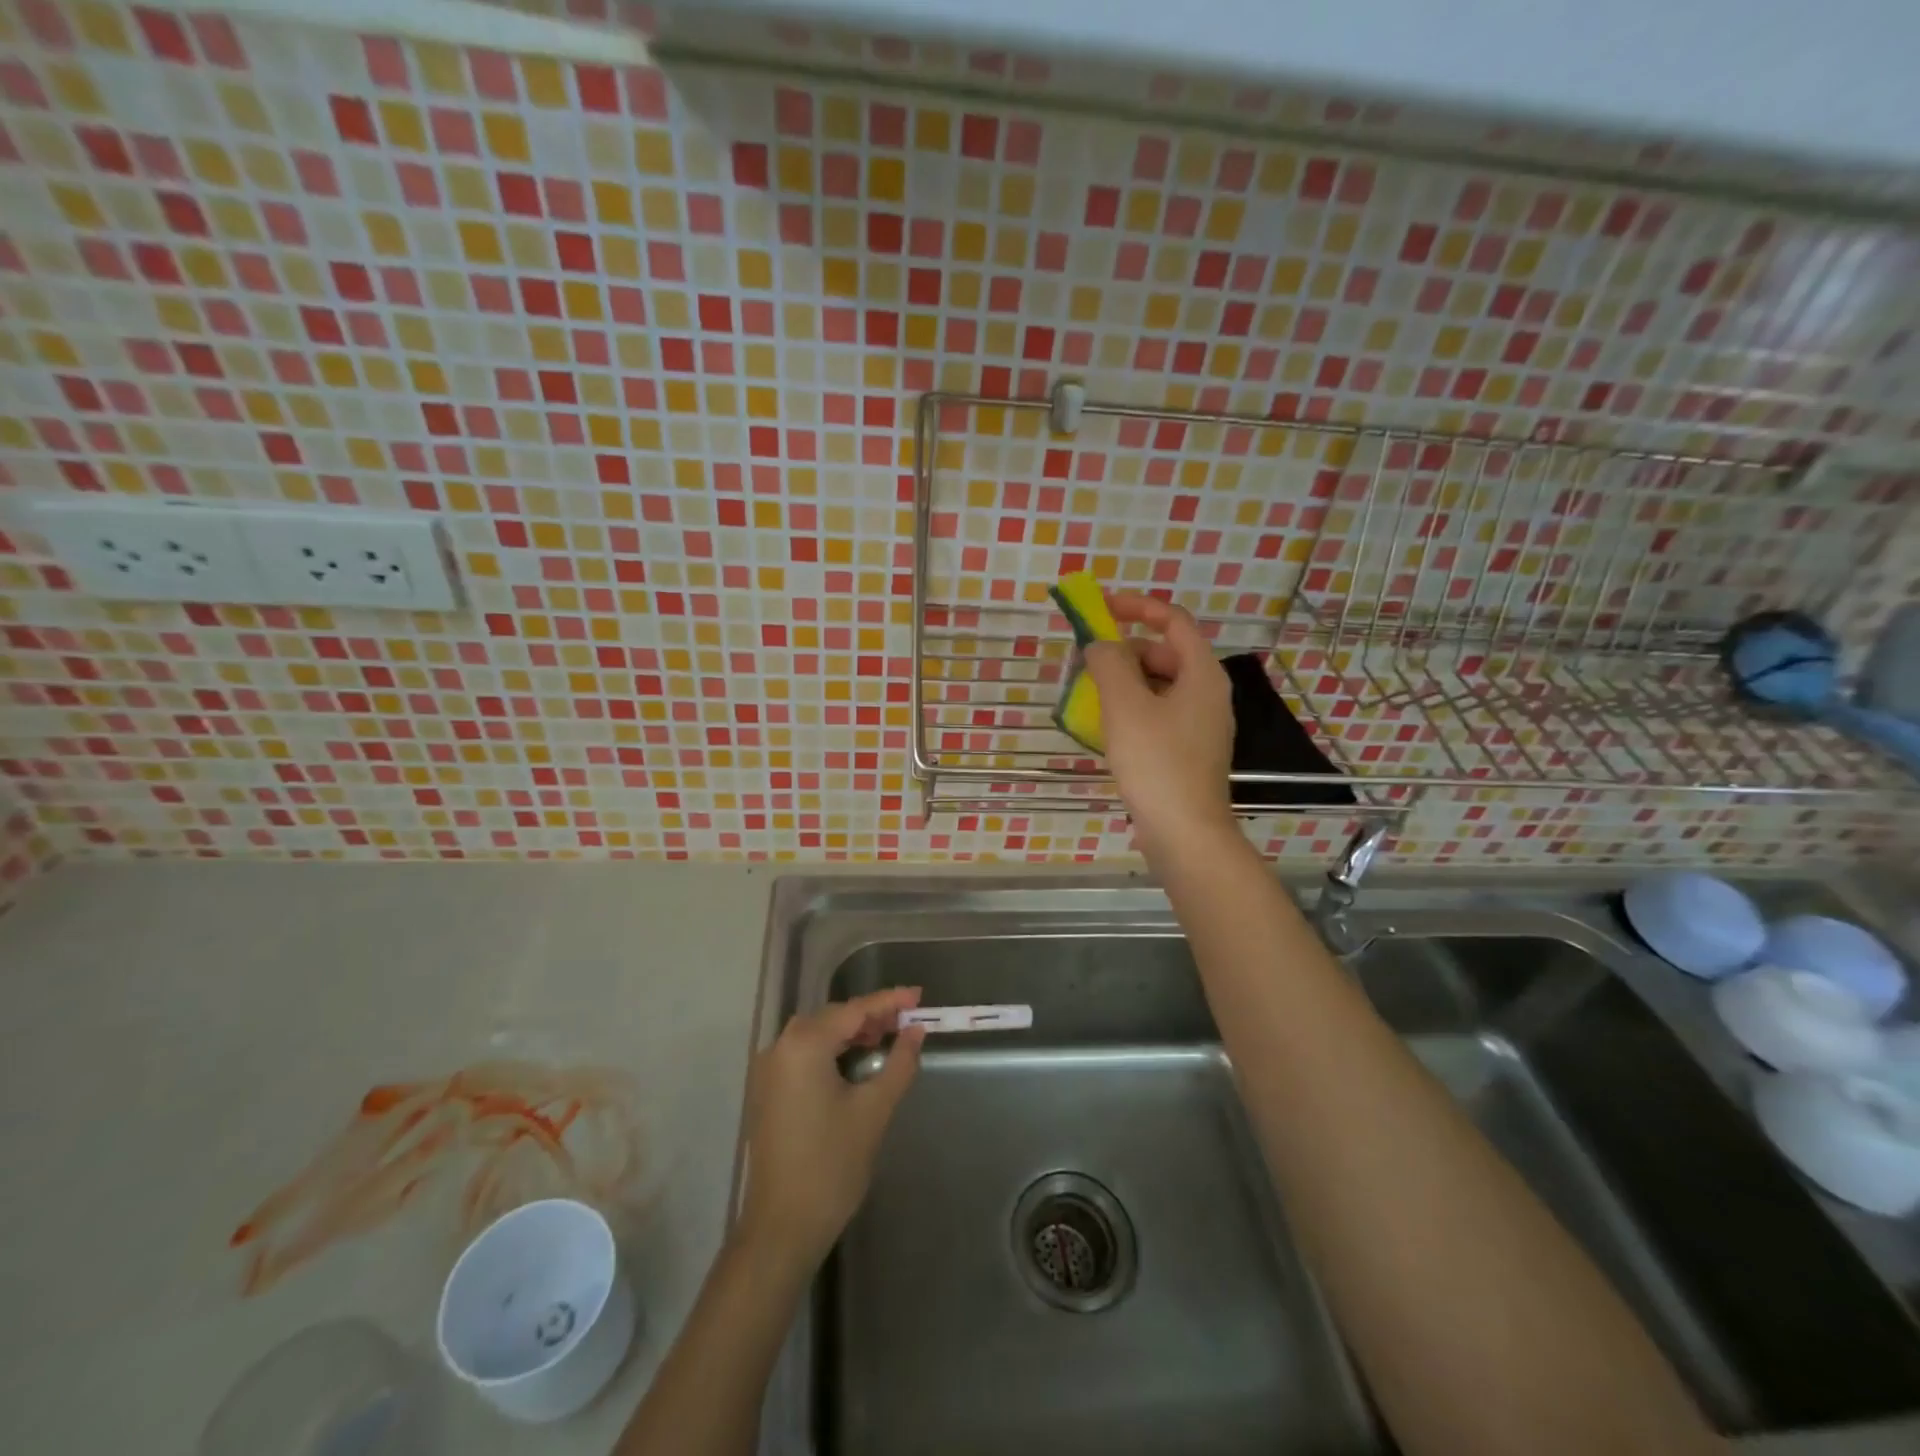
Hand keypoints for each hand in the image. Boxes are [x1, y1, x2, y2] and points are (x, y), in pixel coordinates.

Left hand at [736, 988, 926, 1268]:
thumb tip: (915, 1031)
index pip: (854, 1010)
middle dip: (871, 1015)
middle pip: (833, 1017)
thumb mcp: (874, 1110)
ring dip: (852, 1032)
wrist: (782, 1228)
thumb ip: (899, 1063)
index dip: (889, 1001)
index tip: (919, 994)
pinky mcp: (768, 1091)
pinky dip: (833, 1050)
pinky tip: (856, 1060)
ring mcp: (769, 1070)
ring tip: (887, 1037)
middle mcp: (780, 1047)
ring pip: (818, 1034)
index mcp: (804, 1045)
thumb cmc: (831, 1165)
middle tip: (907, 1019)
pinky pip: (805, 1054)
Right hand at [1082, 591, 1236, 854]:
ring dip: (1125, 682)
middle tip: (1087, 664)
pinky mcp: (1188, 752)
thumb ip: (1109, 663)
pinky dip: (1133, 710)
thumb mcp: (1125, 705)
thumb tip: (1100, 645)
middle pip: (1165, 653)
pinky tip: (1108, 729)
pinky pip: (1159, 715)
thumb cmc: (1157, 762)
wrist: (1185, 833)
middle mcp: (1208, 694)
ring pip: (1159, 687)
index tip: (1101, 608)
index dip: (1137, 607)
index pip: (1173, 620)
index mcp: (1202, 674)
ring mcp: (1200, 726)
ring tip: (1091, 696)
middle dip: (1125, 651)